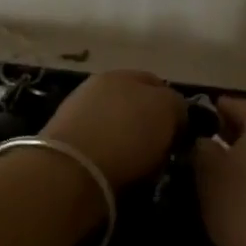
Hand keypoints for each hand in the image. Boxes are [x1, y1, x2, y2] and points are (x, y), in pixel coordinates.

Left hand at [41, 70, 187, 189]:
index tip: (181, 133)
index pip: (156, 84)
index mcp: (123, 74)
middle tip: (162, 148)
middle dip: (148, 121)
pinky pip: (99, 144)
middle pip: (133, 103)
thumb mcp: (165, 110)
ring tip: (139, 163)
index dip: (173, 106)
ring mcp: (78, 112)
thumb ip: (174, 103)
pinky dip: (109, 153)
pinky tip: (114, 167)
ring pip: (115, 123)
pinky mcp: (65, 141)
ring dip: (127, 138)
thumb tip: (173, 111)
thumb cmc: (126, 135)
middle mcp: (99, 87)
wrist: (71, 170)